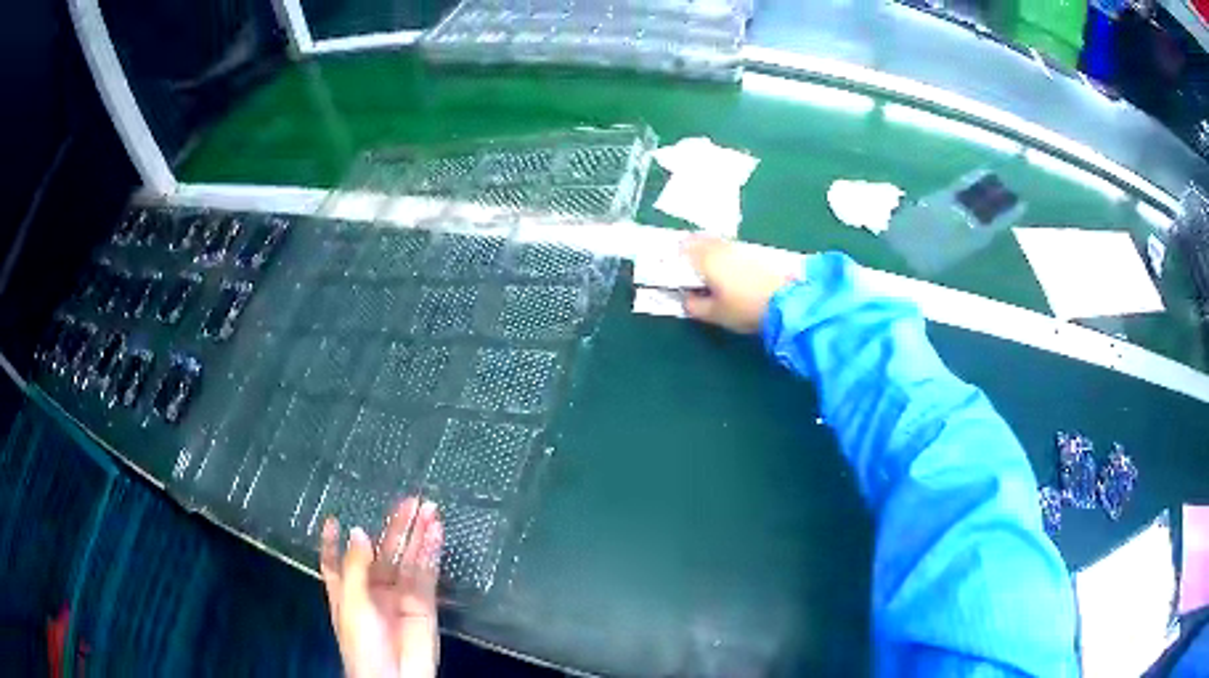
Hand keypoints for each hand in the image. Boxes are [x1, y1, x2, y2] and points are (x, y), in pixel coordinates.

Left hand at [321, 498, 443, 677]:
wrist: (393, 676)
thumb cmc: (360, 642)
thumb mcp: (350, 602)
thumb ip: (356, 566)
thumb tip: (359, 531)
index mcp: (346, 589)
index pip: (336, 560)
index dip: (334, 541)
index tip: (334, 519)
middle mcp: (373, 589)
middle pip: (381, 552)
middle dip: (394, 527)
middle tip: (409, 501)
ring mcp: (399, 596)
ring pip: (408, 559)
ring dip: (418, 535)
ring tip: (428, 509)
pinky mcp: (423, 604)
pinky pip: (427, 575)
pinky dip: (432, 553)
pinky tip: (436, 533)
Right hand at [682, 236, 792, 333]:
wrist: (786, 302)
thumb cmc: (745, 308)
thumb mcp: (715, 314)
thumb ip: (694, 306)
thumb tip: (685, 299)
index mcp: (706, 259)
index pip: (684, 249)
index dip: (675, 254)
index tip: (670, 263)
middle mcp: (721, 248)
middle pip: (700, 240)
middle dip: (691, 248)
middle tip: (686, 261)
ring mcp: (740, 248)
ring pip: (717, 242)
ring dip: (708, 249)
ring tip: (706, 265)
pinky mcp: (756, 252)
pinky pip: (732, 248)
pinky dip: (725, 253)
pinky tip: (728, 268)